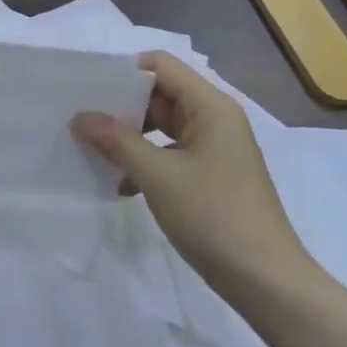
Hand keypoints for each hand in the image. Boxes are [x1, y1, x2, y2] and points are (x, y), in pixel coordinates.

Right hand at [72, 52, 318, 300]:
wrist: (267, 281)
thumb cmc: (214, 216)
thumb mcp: (158, 176)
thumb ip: (117, 141)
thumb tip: (80, 118)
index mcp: (210, 106)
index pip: (161, 66)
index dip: (124, 72)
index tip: (89, 90)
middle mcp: (214, 118)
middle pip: (160, 94)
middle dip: (122, 107)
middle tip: (83, 121)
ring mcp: (215, 148)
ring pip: (163, 126)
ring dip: (131, 138)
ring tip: (94, 152)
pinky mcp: (212, 175)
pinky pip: (171, 153)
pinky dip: (146, 162)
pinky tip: (121, 186)